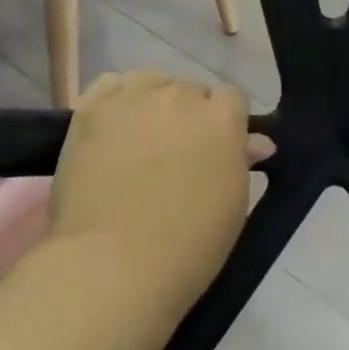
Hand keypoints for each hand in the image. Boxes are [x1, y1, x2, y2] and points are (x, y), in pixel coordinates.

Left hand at [45, 72, 271, 309]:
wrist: (111, 267)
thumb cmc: (188, 246)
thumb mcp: (233, 206)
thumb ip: (242, 162)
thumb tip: (257, 143)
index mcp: (224, 118)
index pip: (231, 99)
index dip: (223, 124)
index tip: (213, 152)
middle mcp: (182, 96)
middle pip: (190, 90)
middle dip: (187, 116)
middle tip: (174, 155)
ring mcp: (134, 98)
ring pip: (150, 83)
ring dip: (151, 103)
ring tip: (138, 141)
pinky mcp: (91, 109)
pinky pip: (109, 85)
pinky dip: (114, 100)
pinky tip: (112, 129)